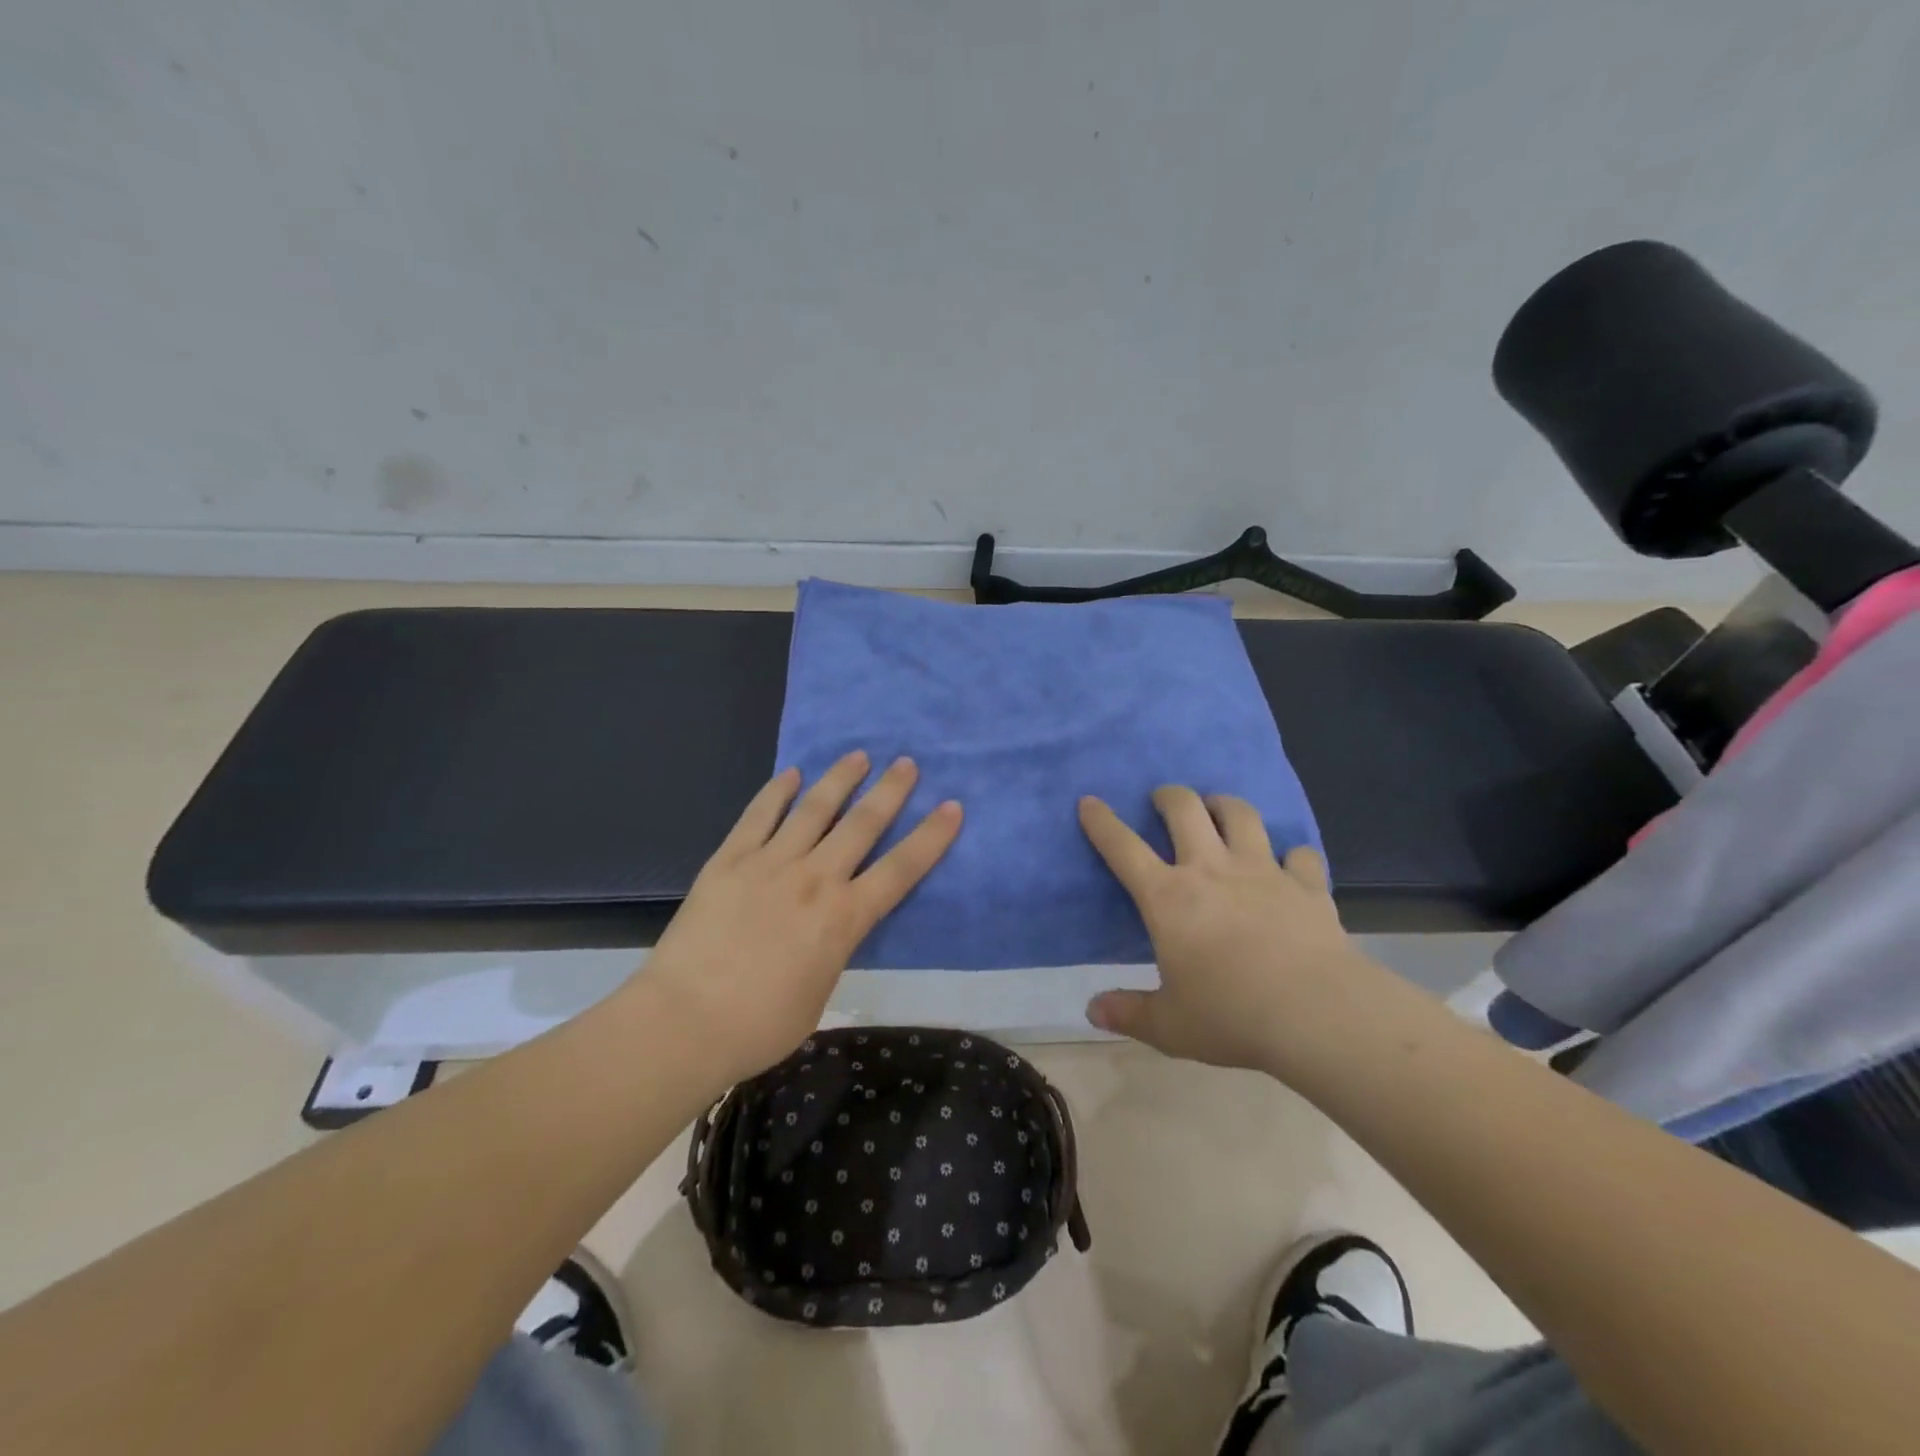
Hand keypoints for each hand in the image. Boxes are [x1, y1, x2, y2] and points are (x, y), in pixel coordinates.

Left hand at [638, 751, 962, 1085]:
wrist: (685, 1022)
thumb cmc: (760, 1025)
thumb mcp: (819, 994)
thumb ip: (833, 950)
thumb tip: (832, 928)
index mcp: (844, 918)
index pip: (901, 869)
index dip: (931, 837)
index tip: (952, 807)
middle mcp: (815, 879)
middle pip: (862, 825)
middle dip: (890, 791)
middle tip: (907, 763)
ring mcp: (770, 863)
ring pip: (814, 809)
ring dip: (840, 779)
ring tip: (858, 755)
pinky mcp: (730, 860)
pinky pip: (759, 816)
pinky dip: (776, 791)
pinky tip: (790, 773)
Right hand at [1079, 787, 1371, 1073]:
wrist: (1318, 1015)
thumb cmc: (1232, 1017)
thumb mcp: (1170, 1026)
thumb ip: (1129, 1013)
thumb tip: (1092, 1010)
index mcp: (1168, 898)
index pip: (1123, 848)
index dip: (1102, 822)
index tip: (1089, 801)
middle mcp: (1211, 870)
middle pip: (1185, 809)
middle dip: (1169, 796)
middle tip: (1163, 800)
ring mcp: (1262, 871)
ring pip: (1240, 815)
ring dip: (1225, 805)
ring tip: (1219, 809)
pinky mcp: (1306, 885)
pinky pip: (1299, 854)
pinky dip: (1292, 854)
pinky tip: (1290, 863)